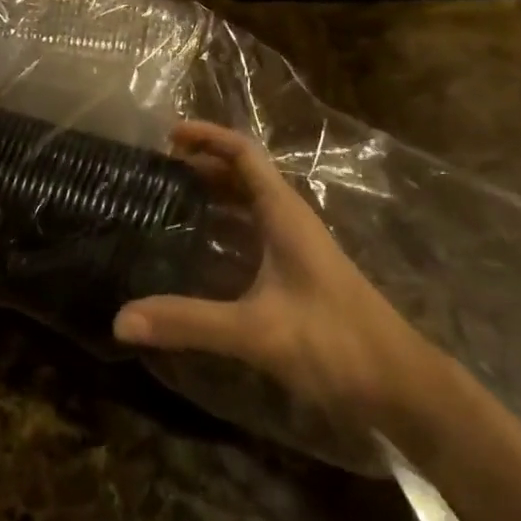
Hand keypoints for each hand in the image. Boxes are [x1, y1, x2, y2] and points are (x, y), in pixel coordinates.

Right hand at [114, 122, 452, 442]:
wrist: (399, 384)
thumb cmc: (334, 341)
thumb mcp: (256, 330)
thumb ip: (188, 322)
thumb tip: (121, 318)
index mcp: (283, 212)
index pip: (243, 153)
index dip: (207, 136)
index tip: (167, 136)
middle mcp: (289, 219)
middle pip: (242, 175)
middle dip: (201, 166)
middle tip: (156, 173)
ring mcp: (296, 247)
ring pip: (248, 206)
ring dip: (212, 197)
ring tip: (167, 205)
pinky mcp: (297, 274)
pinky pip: (253, 236)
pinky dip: (223, 231)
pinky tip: (197, 255)